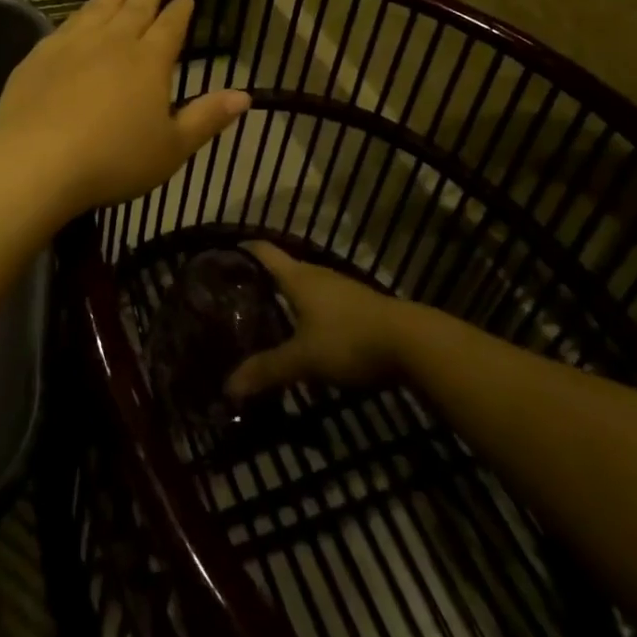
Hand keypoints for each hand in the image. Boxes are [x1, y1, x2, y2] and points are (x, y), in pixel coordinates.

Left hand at [0, 0, 251, 220]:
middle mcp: (112, 43)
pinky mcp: (39, 56)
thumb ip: (207, 118)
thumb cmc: (114, 159)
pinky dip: (79, 13)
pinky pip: (65, 25)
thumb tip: (245, 95)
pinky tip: (79, 14)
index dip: (179, 11)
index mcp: (148, 62)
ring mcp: (72, 46)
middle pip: (134, 9)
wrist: (38, 161)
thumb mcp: (172, 148)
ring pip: (99, 9)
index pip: (169, 28)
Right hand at [224, 243, 407, 398]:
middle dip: (261, 280)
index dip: (244, 249)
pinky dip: (308, 312)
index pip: (264, 251)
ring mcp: (341, 289)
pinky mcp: (359, 306)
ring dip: (287, 298)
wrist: (412, 343)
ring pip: (305, 287)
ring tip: (267, 317)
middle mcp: (318, 275)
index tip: (224, 254)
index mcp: (298, 277)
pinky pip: (323, 303)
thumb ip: (267, 370)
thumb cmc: (349, 339)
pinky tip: (305, 334)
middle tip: (237, 297)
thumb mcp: (304, 359)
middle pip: (284, 269)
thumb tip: (228, 387)